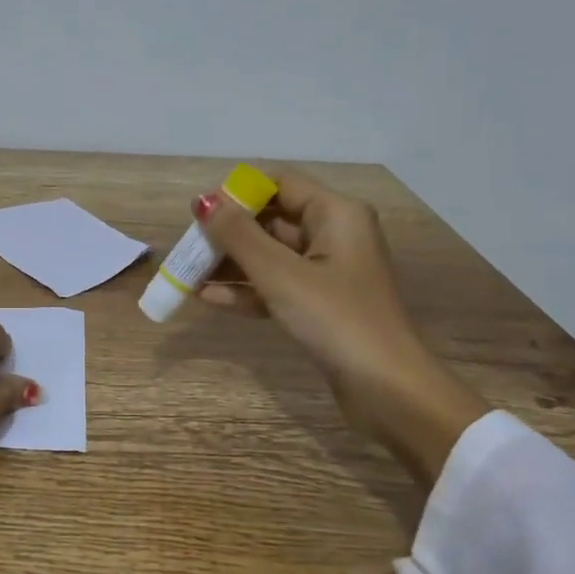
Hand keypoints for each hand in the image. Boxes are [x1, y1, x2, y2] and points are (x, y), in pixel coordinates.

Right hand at [195, 174, 489, 489]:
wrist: (387, 389)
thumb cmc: (335, 319)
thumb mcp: (280, 274)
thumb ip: (238, 235)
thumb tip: (203, 201)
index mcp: (336, 214)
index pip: (280, 184)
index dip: (238, 194)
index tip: (200, 212)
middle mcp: (334, 235)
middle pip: (271, 219)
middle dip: (228, 232)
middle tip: (188, 247)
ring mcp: (327, 272)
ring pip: (270, 255)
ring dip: (231, 264)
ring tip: (188, 274)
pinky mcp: (319, 305)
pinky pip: (275, 285)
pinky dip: (246, 290)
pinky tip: (208, 299)